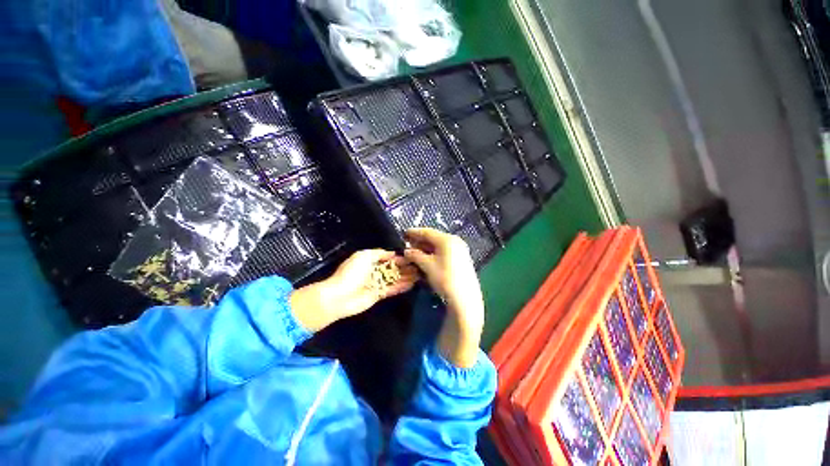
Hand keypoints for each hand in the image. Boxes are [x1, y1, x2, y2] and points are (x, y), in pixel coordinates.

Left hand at [291, 249, 417, 331]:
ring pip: (394, 279)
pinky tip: (412, 284)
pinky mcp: (379, 295)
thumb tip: (392, 253)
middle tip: (419, 266)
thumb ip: (378, 253)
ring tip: (419, 275)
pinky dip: (401, 287)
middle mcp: (374, 271)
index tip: (412, 257)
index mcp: (370, 261)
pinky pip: (392, 289)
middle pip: (393, 269)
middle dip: (405, 267)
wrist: (340, 296)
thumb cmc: (351, 273)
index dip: (399, 258)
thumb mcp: (363, 256)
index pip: (388, 258)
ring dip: (406, 277)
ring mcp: (377, 283)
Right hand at [404, 228, 484, 367]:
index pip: (427, 232)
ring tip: (415, 251)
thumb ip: (415, 255)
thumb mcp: (427, 266)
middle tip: (408, 244)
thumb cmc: (444, 279)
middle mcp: (455, 241)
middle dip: (420, 241)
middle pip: (434, 237)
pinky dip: (434, 252)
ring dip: (426, 247)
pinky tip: (427, 257)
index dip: (414, 232)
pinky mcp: (462, 258)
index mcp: (447, 239)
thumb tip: (407, 251)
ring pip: (439, 245)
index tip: (403, 234)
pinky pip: (445, 251)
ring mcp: (460, 249)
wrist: (464, 298)